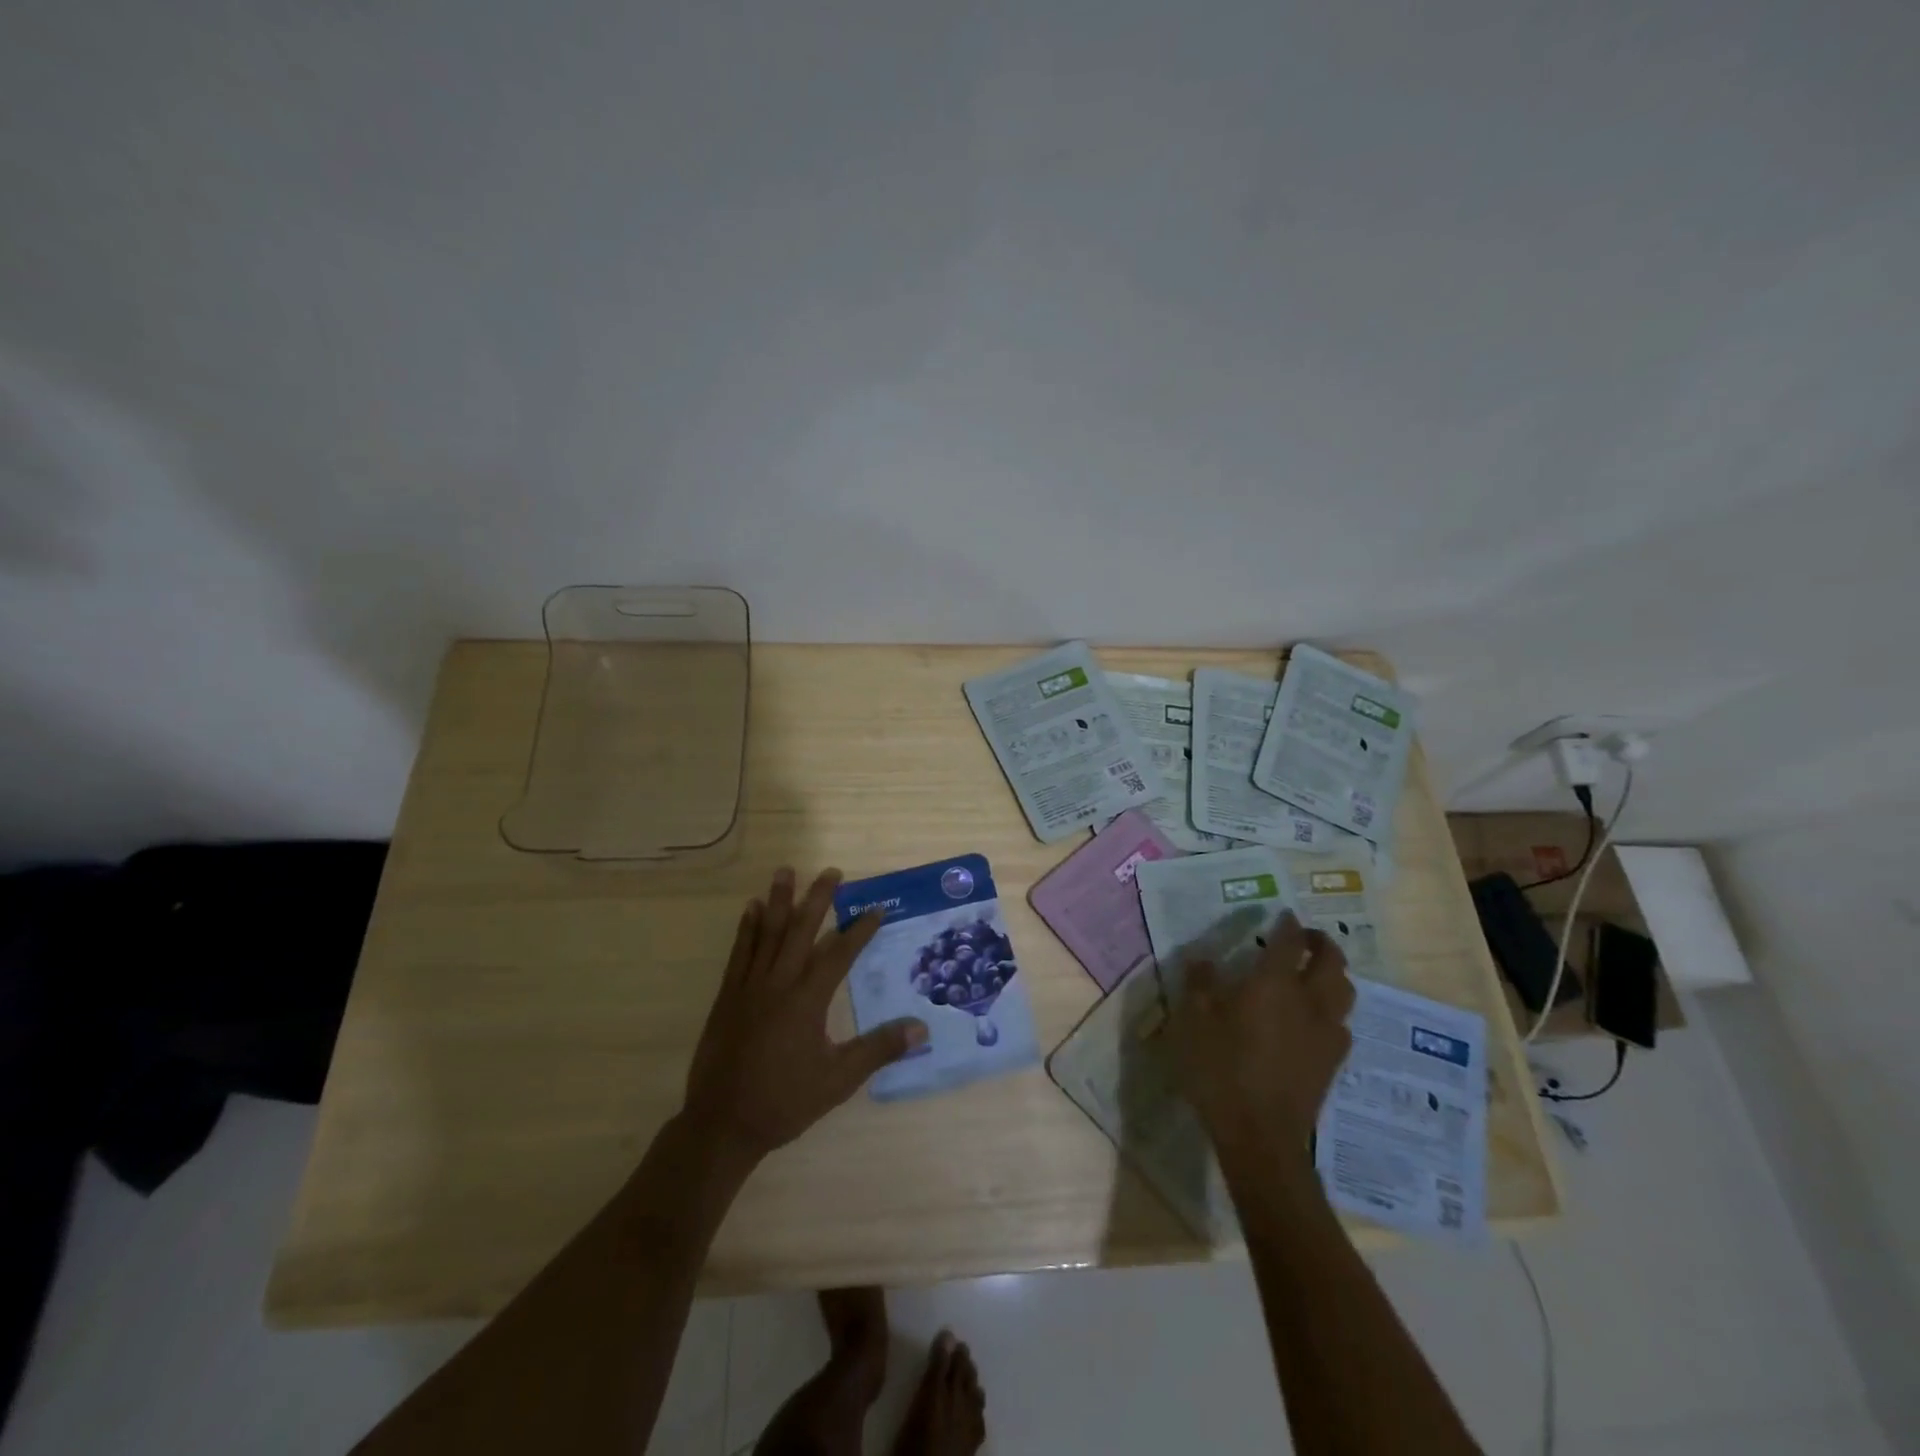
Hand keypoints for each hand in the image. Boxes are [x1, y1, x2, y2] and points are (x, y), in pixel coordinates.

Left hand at [684, 867, 927, 1162]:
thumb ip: (878, 1050)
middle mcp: (779, 983)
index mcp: (807, 1000)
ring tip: (786, 871)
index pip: (839, 955)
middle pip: (801, 931)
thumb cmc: (784, 1101)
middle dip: (818, 899)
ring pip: (768, 933)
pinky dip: (747, 928)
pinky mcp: (728, 996)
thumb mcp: (838, 1080)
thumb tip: (921, 1028)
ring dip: (780, 900)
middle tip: (831, 872)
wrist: (722, 1125)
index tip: (876, 910)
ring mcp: (749, 987)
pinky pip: (739, 952)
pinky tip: (752, 909)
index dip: (859, 931)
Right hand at [1166, 912, 1355, 1156]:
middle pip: (1332, 961)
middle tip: (1306, 938)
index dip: (1287, 925)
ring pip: (1345, 991)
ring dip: (1334, 974)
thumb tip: (1202, 958)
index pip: (1289, 942)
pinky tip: (1315, 1020)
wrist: (1260, 1135)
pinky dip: (1333, 1010)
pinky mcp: (1333, 1062)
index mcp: (1274, 984)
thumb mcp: (1193, 1022)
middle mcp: (1309, 1001)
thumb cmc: (1220, 1070)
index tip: (1283, 916)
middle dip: (1322, 943)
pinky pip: (1342, 1023)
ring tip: (1316, 974)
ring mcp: (1327, 1033)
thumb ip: (1199, 985)